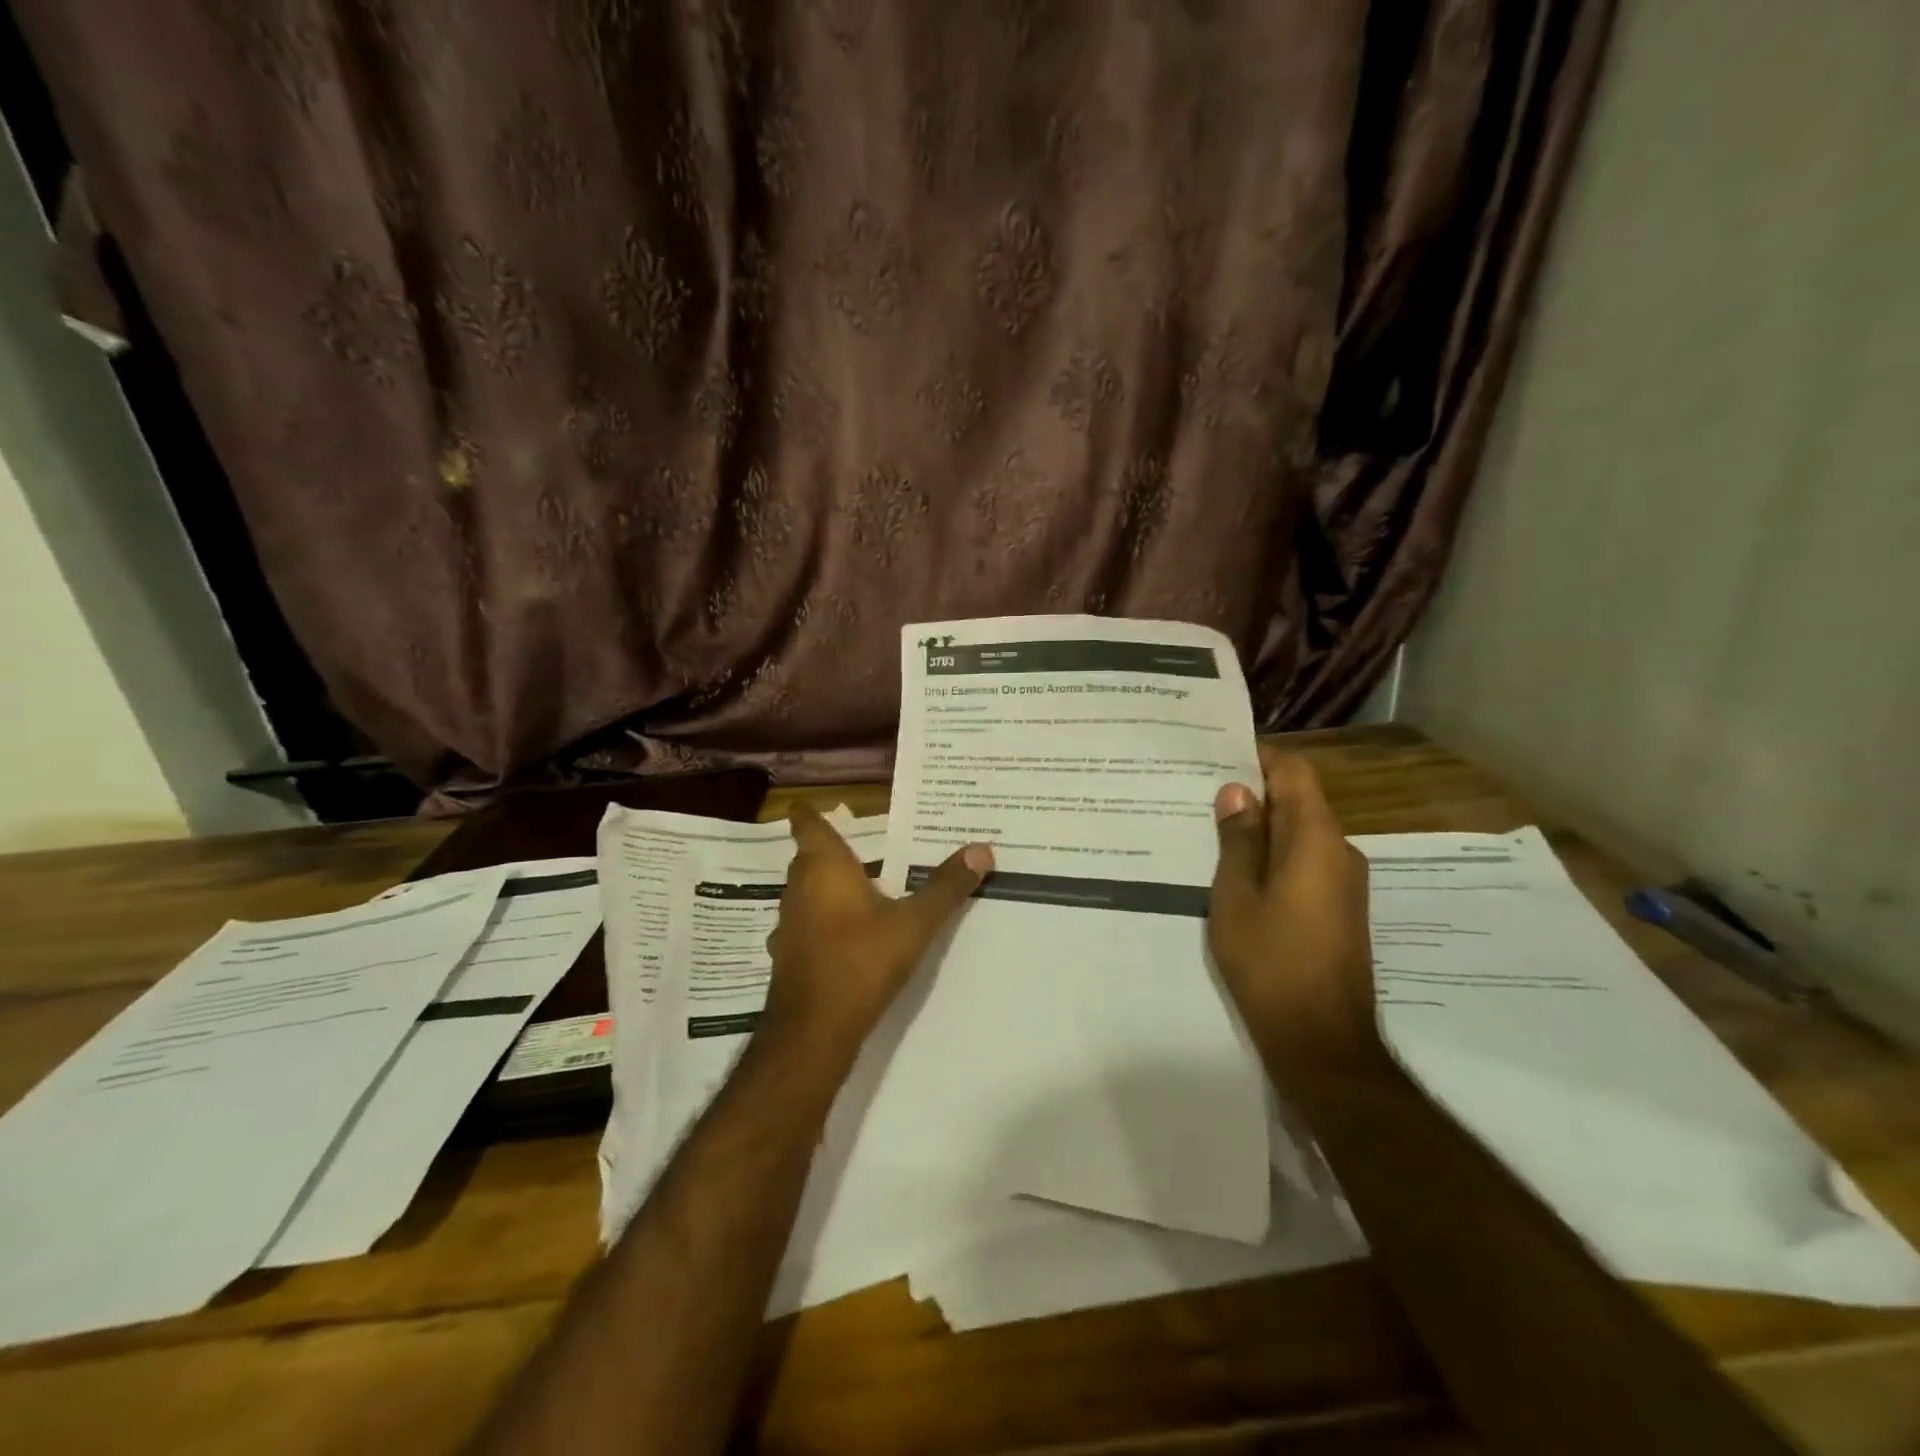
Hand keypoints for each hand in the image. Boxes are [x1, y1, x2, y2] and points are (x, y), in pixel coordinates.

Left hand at [763, 804, 992, 1058]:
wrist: (813, 1031)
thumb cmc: (861, 961)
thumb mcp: (914, 924)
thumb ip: (946, 887)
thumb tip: (982, 849)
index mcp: (824, 868)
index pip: (808, 824)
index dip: (809, 812)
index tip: (814, 801)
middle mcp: (799, 889)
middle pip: (809, 858)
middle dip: (832, 850)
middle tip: (864, 845)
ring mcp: (789, 924)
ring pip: (807, 892)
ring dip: (829, 887)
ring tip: (863, 886)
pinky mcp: (790, 955)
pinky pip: (808, 923)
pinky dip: (825, 919)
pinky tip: (849, 934)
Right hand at [1208, 745, 1382, 1090]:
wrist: (1321, 1042)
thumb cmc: (1271, 963)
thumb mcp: (1237, 897)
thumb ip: (1238, 841)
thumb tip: (1237, 792)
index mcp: (1317, 841)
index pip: (1295, 773)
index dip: (1260, 756)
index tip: (1216, 753)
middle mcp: (1340, 853)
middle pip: (1299, 802)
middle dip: (1253, 792)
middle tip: (1199, 791)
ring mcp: (1343, 884)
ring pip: (1299, 835)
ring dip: (1260, 827)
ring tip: (1208, 828)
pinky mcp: (1338, 910)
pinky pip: (1304, 864)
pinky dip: (1271, 856)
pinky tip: (1234, 870)